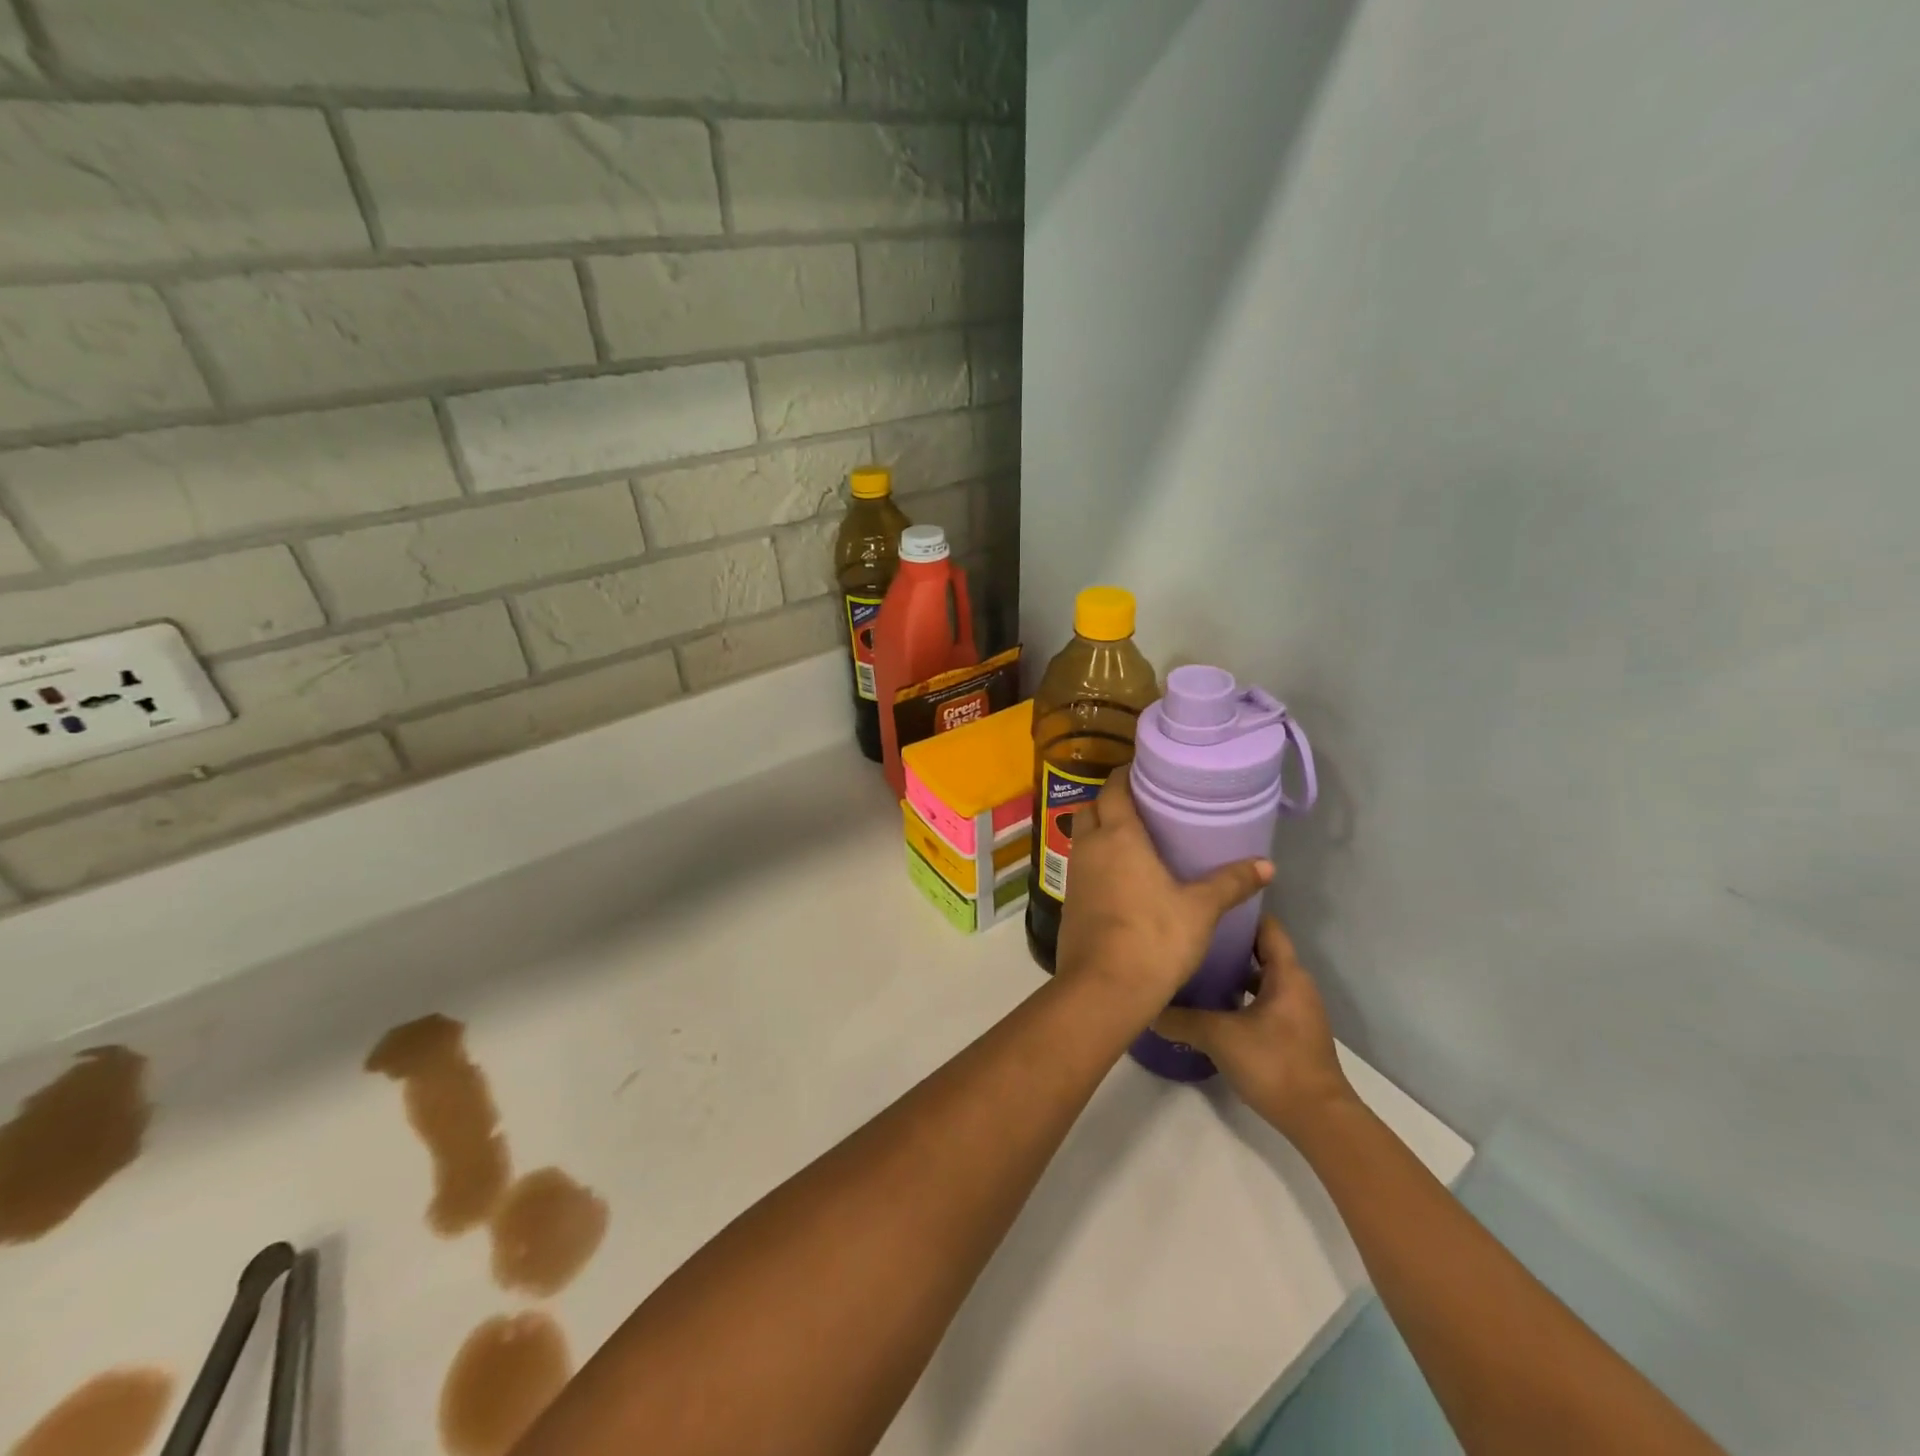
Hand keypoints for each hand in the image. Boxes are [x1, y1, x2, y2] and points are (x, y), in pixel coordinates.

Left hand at [1054, 765, 1272, 1016]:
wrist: (1104, 988)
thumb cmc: (1154, 937)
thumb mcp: (1201, 909)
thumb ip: (1231, 883)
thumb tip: (1268, 864)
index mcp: (1118, 836)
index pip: (1113, 788)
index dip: (1124, 775)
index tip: (1142, 771)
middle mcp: (1090, 847)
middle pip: (1091, 808)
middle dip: (1109, 800)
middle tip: (1140, 804)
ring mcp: (1074, 875)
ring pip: (1082, 837)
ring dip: (1100, 830)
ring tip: (1132, 837)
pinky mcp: (1068, 901)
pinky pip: (1081, 866)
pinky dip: (1096, 860)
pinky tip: (1119, 876)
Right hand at [1152, 916, 1355, 1140]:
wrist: (1319, 1120)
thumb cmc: (1274, 1063)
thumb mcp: (1218, 1036)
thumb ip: (1180, 1018)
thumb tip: (1147, 1007)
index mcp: (1286, 973)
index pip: (1265, 926)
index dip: (1238, 912)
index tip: (1205, 904)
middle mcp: (1295, 984)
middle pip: (1260, 950)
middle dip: (1227, 941)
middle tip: (1190, 934)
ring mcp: (1296, 1010)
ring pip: (1260, 977)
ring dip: (1232, 971)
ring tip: (1194, 965)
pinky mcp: (1292, 1033)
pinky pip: (1263, 1000)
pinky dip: (1240, 996)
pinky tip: (1211, 1004)